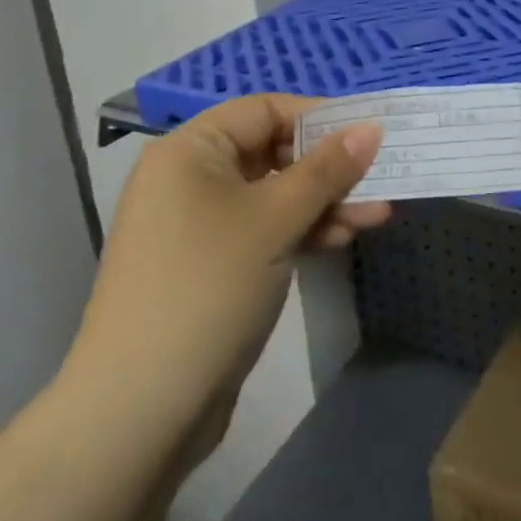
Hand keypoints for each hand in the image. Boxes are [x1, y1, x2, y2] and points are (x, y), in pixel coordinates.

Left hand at [62, 95, 387, 449]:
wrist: (140, 410)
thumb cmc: (208, 287)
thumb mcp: (274, 219)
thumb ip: (326, 170)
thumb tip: (371, 127)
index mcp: (190, 150)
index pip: (263, 110)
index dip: (317, 118)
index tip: (367, 136)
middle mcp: (190, 178)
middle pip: (271, 153)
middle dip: (328, 168)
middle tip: (380, 181)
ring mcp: (199, 225)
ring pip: (273, 196)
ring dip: (323, 203)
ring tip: (376, 216)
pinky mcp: (211, 266)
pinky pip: (264, 231)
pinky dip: (301, 231)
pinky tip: (342, 239)